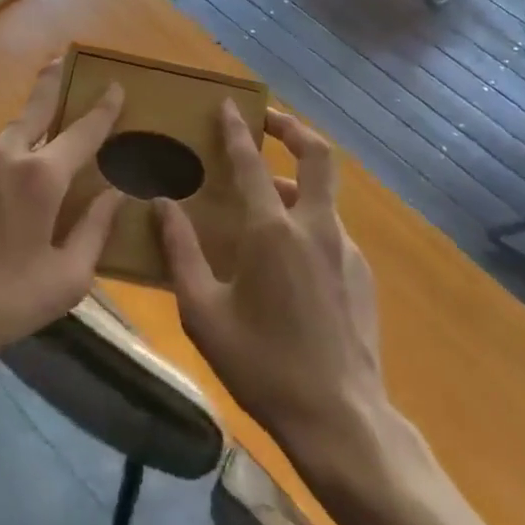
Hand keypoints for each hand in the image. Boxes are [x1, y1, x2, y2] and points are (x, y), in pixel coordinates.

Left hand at [0, 60, 124, 369]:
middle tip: (61, 60)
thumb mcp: (66, 279)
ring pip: (5, 137)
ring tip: (30, 156)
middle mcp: (5, 154)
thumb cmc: (1, 302)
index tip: (115, 86)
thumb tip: (117, 193)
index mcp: (42, 176)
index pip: (83, 130)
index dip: (103, 108)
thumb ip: (96, 229)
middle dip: (52, 81)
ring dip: (22, 136)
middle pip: (36, 107)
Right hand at [157, 103, 386, 455]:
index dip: (237, 129)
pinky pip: (331, 231)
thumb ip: (181, 252)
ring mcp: (345, 249)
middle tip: (267, 122)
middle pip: (317, 155)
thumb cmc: (262, 365)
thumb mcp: (204, 313)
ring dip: (295, 185)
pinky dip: (308, 224)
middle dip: (292, 128)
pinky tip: (288, 261)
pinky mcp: (362, 274)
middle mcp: (315, 227)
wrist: (341, 419)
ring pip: (323, 196)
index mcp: (272, 231)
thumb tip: (163, 205)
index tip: (229, 104)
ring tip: (265, 205)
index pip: (251, 163)